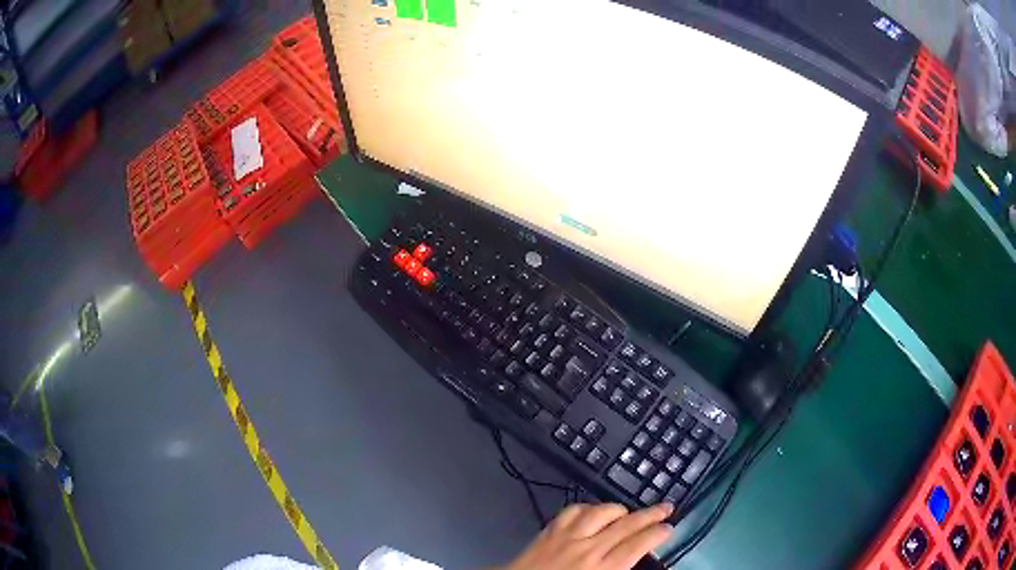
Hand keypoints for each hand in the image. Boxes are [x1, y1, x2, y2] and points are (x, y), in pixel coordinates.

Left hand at [499, 502, 673, 569]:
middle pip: (626, 524)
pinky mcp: (549, 531)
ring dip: (619, 509)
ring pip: (601, 512)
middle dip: (650, 514)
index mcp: (603, 569)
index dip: (657, 533)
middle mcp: (588, 549)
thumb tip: (635, 558)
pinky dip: (588, 508)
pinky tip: (593, 511)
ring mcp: (566, 537)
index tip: (669, 528)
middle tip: (665, 508)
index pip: (637, 545)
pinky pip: (572, 510)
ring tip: (629, 512)